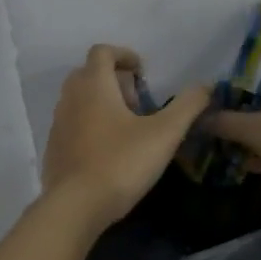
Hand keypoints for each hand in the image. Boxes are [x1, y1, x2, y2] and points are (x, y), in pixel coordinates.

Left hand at [42, 45, 210, 228]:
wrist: (76, 206)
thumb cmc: (121, 163)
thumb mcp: (165, 134)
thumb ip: (188, 106)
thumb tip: (206, 86)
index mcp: (94, 85)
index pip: (102, 52)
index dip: (124, 55)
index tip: (143, 73)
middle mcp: (70, 98)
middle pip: (88, 74)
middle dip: (113, 81)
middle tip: (137, 103)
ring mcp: (58, 124)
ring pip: (78, 100)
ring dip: (101, 104)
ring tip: (126, 128)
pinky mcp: (54, 149)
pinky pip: (72, 125)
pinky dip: (89, 126)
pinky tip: (108, 152)